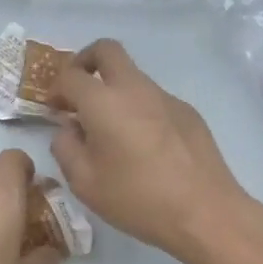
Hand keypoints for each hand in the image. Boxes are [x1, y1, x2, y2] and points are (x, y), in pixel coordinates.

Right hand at [50, 38, 249, 263]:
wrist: (206, 213)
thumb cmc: (138, 199)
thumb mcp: (84, 182)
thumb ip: (66, 147)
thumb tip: (69, 128)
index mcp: (103, 101)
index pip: (70, 75)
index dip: (56, 88)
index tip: (55, 108)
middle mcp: (133, 88)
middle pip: (106, 50)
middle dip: (86, 61)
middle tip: (80, 91)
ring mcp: (165, 97)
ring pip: (132, 76)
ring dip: (114, 90)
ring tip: (113, 131)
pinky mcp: (187, 112)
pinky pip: (154, 99)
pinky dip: (140, 109)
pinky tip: (146, 147)